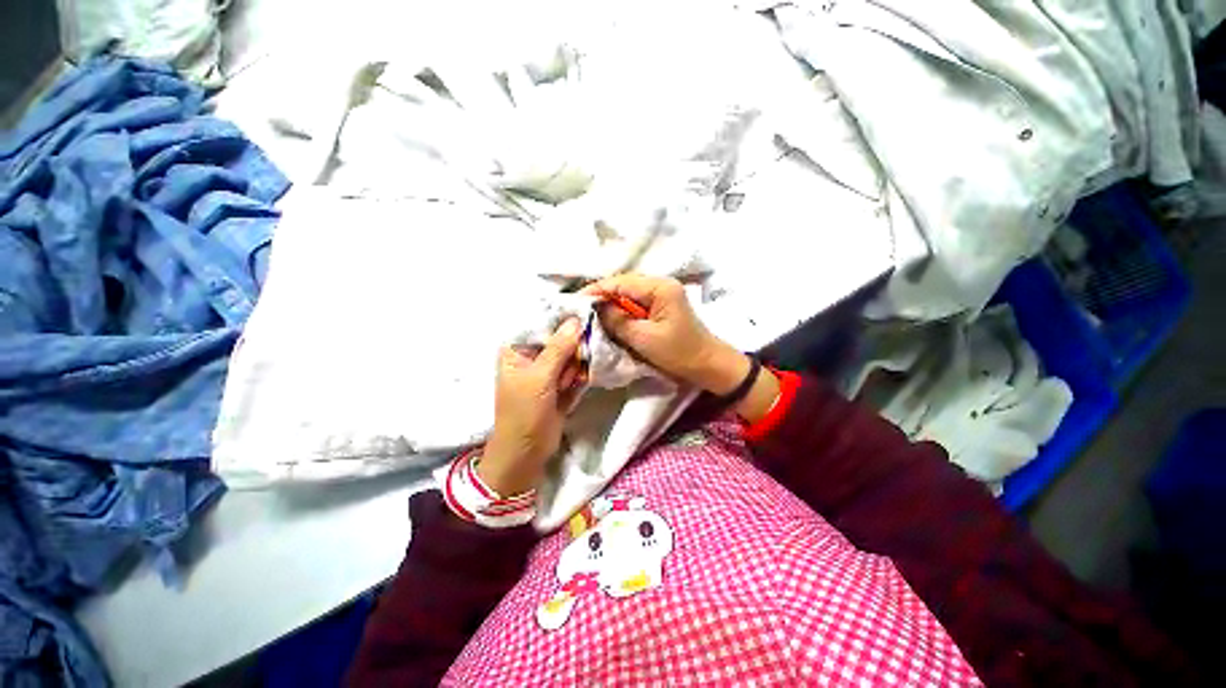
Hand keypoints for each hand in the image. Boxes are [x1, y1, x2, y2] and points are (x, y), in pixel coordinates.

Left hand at [478, 318, 583, 495]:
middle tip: (569, 364)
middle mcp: (532, 355)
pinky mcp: (560, 382)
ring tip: (566, 384)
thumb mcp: (539, 378)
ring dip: (575, 365)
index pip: (541, 322)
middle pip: (560, 337)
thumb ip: (558, 349)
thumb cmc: (524, 413)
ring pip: (571, 354)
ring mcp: (548, 370)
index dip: (562, 317)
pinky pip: (576, 369)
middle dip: (571, 348)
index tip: (584, 312)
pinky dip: (579, 375)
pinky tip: (574, 386)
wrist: (527, 452)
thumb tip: (576, 321)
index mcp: (517, 348)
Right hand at [583, 274, 749, 394]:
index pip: (620, 282)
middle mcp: (661, 284)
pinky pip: (636, 304)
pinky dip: (623, 312)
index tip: (575, 302)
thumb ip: (618, 320)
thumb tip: (596, 308)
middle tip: (581, 311)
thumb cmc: (679, 352)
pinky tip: (612, 320)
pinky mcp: (662, 306)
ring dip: (611, 305)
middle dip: (602, 297)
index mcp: (659, 287)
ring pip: (628, 295)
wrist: (708, 365)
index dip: (596, 291)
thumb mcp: (644, 338)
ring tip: (592, 316)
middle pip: (623, 285)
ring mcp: (662, 294)